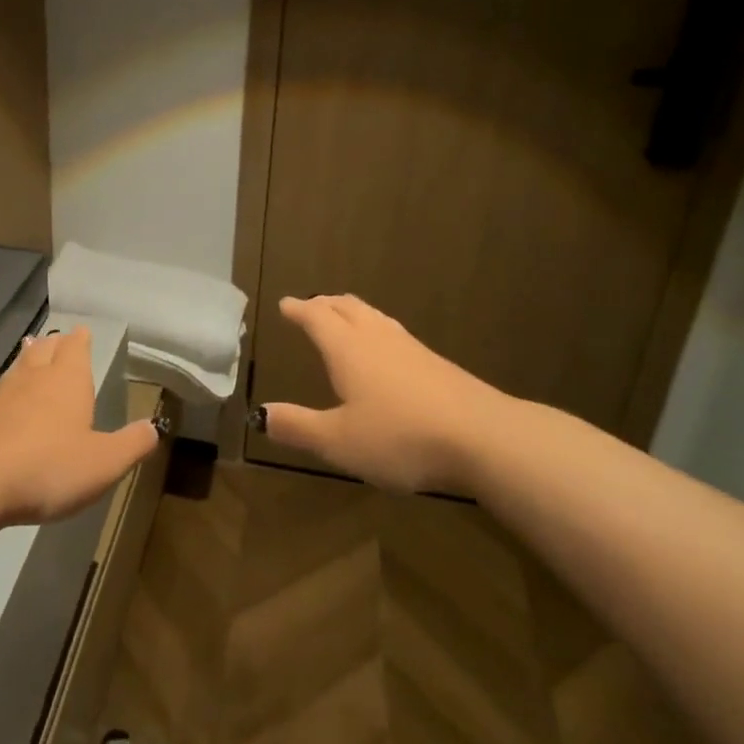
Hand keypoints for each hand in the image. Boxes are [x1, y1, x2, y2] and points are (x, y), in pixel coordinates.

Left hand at [0, 327, 159, 525]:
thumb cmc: (48, 467)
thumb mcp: (104, 462)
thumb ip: (131, 444)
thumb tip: (153, 428)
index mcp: (67, 381)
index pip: (75, 348)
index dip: (80, 340)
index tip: (81, 330)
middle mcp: (34, 380)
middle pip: (45, 350)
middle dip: (55, 343)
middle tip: (58, 337)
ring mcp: (1, 397)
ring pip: (19, 368)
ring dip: (28, 359)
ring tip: (32, 350)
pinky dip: (8, 392)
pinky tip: (6, 402)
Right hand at [261, 295, 512, 493]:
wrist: (483, 437)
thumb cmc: (400, 436)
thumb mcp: (338, 441)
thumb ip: (298, 426)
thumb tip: (260, 413)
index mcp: (348, 349)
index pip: (317, 319)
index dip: (299, 310)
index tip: (285, 303)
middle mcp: (377, 339)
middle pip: (348, 309)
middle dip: (325, 304)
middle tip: (312, 303)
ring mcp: (412, 349)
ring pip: (375, 318)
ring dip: (354, 312)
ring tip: (346, 316)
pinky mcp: (438, 365)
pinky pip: (396, 334)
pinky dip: (378, 330)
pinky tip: (388, 350)